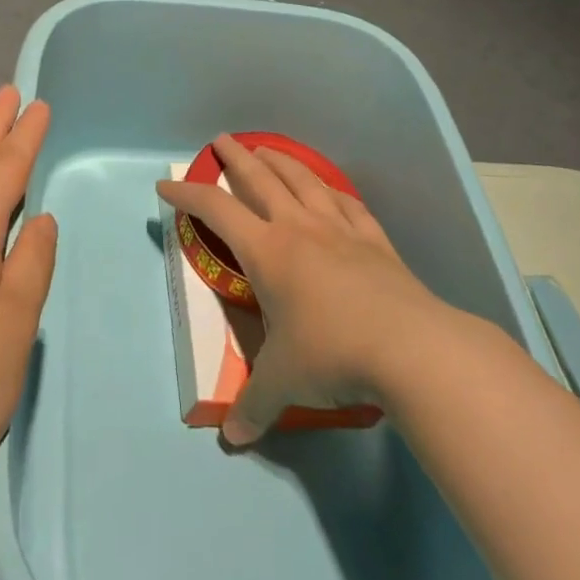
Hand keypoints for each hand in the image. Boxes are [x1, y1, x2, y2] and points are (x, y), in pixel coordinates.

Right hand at [157, 133, 442, 444]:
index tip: (165, 185)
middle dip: (235, 157)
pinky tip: (329, 189)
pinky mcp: (375, 241)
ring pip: (304, 181)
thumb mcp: (283, 383)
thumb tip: (232, 439)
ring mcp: (341, 230)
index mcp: (267, 251)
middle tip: (221, 140)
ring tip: (267, 150)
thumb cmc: (333, 354)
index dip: (187, 194)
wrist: (413, 349)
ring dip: (281, 161)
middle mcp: (299, 229)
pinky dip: (331, 190)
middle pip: (260, 179)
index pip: (215, 210)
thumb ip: (254, 406)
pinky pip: (347, 203)